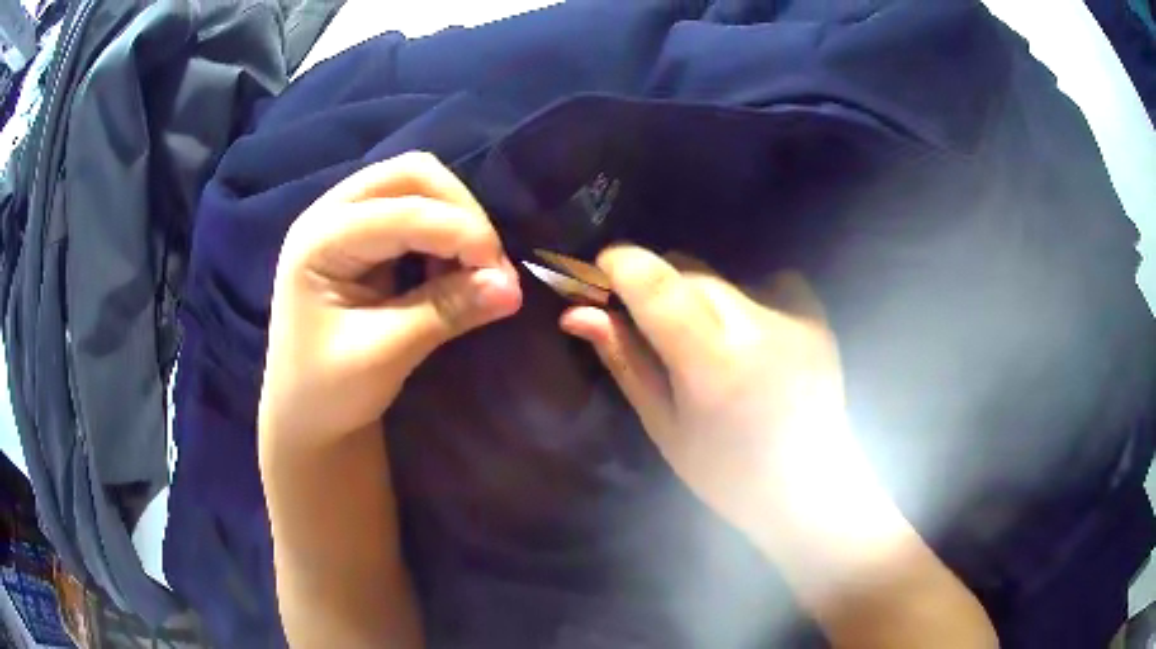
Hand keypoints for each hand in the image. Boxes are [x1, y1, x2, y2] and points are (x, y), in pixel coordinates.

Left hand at [259, 152, 522, 447]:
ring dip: (456, 219)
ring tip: (474, 269)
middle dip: (460, 211)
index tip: (503, 277)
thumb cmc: (327, 392)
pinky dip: (445, 231)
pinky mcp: (363, 238)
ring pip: (417, 185)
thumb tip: (512, 287)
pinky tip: (451, 268)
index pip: (403, 210)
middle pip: (411, 174)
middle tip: (489, 263)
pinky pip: (416, 210)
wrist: (304, 415)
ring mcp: (346, 221)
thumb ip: (446, 312)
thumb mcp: (385, 355)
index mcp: (319, 241)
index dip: (461, 233)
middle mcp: (330, 215)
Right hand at [560, 245, 847, 537]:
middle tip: (651, 327)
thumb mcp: (664, 426)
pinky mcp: (814, 313)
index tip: (600, 273)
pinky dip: (743, 298)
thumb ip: (625, 360)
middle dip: (656, 288)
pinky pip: (764, 281)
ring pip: (721, 277)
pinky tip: (750, 337)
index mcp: (712, 363)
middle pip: (687, 272)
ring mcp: (793, 314)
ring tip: (707, 344)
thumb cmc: (727, 473)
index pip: (657, 284)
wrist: (808, 485)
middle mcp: (756, 325)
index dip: (621, 265)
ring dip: (698, 297)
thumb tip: (576, 313)